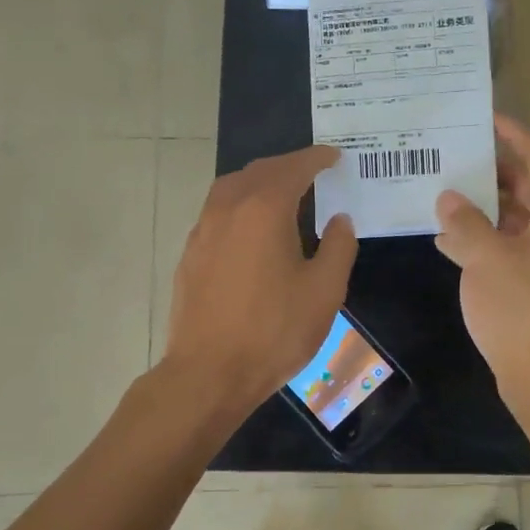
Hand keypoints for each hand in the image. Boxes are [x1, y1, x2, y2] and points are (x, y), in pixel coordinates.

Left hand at [164, 146, 358, 413]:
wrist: (209, 372)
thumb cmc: (274, 331)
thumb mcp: (324, 291)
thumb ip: (338, 247)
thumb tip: (339, 220)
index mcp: (264, 209)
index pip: (294, 168)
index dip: (317, 159)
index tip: (334, 157)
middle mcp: (228, 208)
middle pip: (259, 171)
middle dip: (288, 167)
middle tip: (313, 174)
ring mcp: (202, 230)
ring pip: (231, 189)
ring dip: (259, 183)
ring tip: (283, 196)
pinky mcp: (190, 254)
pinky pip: (217, 213)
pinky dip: (240, 207)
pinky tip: (252, 231)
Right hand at [435, 114, 529, 400]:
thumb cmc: (520, 309)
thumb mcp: (485, 258)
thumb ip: (465, 222)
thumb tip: (448, 198)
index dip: (514, 135)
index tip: (485, 118)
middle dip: (493, 172)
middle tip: (457, 156)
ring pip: (518, 219)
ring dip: (484, 208)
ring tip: (445, 194)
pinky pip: (512, 247)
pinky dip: (485, 239)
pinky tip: (449, 241)